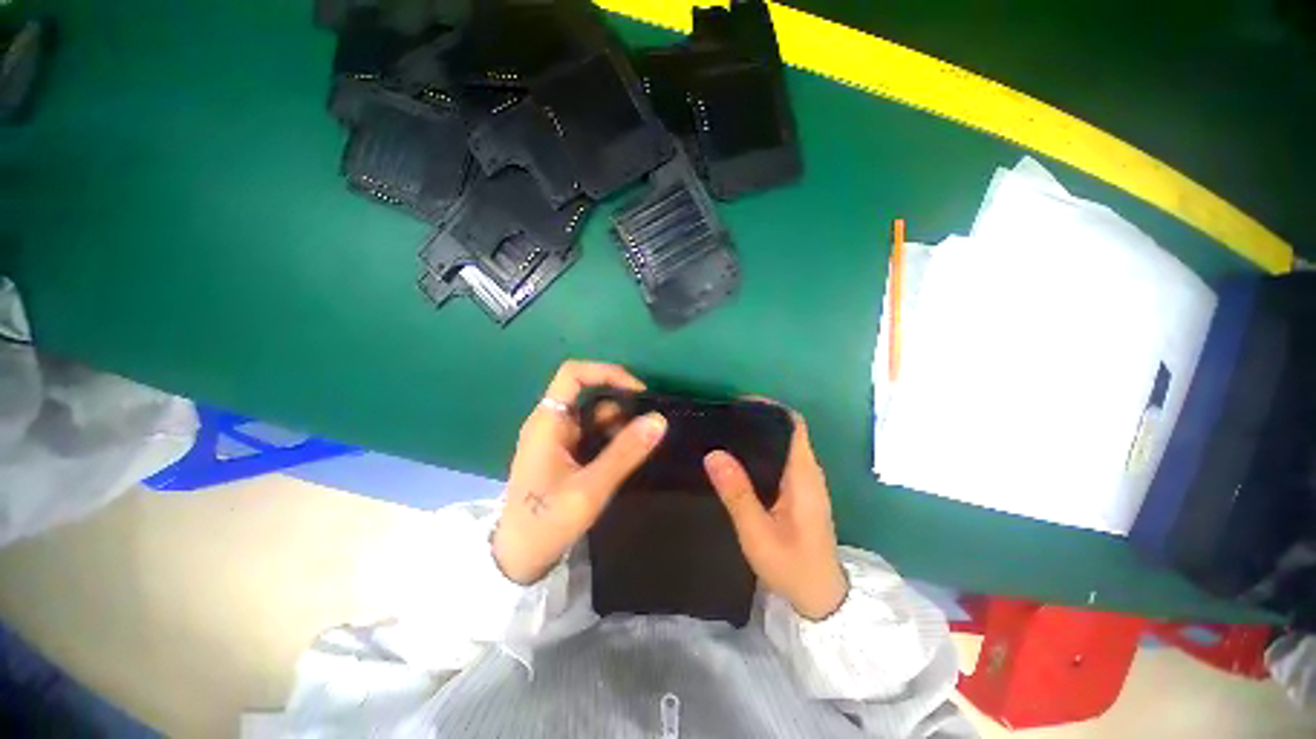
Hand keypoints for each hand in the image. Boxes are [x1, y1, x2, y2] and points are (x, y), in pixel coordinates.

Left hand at [493, 360, 666, 584]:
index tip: (637, 390)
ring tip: (642, 443)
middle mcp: (550, 423)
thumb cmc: (547, 522)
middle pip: (588, 393)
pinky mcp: (563, 452)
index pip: (573, 375)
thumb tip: (659, 419)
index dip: (606, 372)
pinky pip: (591, 433)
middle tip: (648, 422)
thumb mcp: (591, 488)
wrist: (517, 560)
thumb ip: (626, 452)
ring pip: (593, 414)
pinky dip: (611, 437)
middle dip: (620, 402)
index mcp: (548, 422)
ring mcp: (556, 438)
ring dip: (618, 423)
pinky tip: (627, 453)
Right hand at [704, 412, 848, 620]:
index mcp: (804, 476)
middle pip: (787, 430)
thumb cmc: (792, 567)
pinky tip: (737, 457)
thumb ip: (737, 494)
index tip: (740, 404)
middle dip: (759, 418)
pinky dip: (761, 450)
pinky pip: (781, 459)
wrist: (821, 598)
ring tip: (726, 431)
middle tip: (724, 416)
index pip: (794, 426)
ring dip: (759, 434)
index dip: (771, 409)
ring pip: (784, 444)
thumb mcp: (758, 534)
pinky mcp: (799, 492)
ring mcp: (806, 482)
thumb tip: (714, 454)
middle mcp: (808, 472)